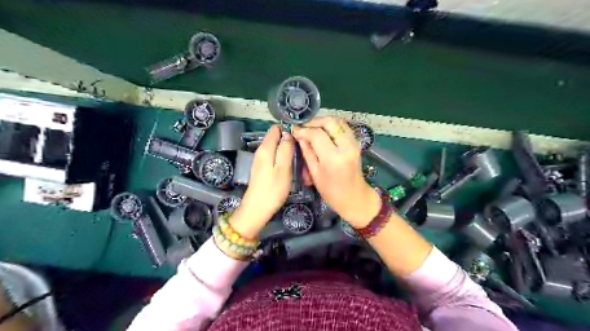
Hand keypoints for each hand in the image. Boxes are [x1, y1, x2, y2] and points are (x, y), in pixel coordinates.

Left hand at [231, 126, 294, 238]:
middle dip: (288, 140)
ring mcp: (260, 160)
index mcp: (265, 148)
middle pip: (275, 137)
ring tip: (299, 156)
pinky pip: (273, 156)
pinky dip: (282, 157)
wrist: (257, 209)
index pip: (275, 129)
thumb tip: (288, 133)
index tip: (300, 136)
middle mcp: (260, 151)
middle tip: (302, 149)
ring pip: (275, 147)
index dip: (288, 129)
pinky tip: (289, 165)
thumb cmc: (273, 189)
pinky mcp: (262, 168)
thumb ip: (286, 149)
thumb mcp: (283, 168)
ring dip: (286, 149)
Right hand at [292, 118, 380, 228]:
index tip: (294, 131)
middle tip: (303, 127)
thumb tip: (299, 136)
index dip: (304, 130)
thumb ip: (307, 152)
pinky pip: (343, 127)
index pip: (317, 134)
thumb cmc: (332, 192)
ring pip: (338, 121)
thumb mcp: (315, 174)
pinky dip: (332, 126)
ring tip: (311, 128)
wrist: (355, 197)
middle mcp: (346, 146)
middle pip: (330, 122)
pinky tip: (323, 132)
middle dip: (314, 121)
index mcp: (334, 158)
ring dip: (323, 122)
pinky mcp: (356, 143)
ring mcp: (354, 143)